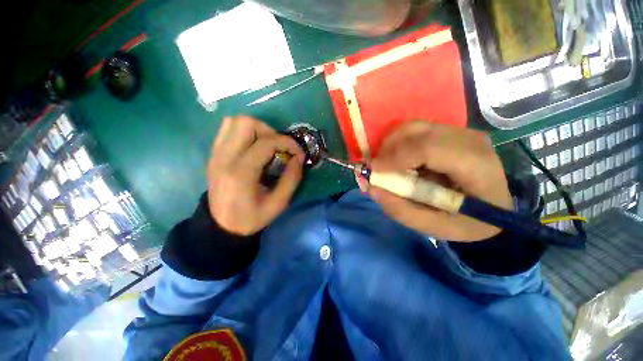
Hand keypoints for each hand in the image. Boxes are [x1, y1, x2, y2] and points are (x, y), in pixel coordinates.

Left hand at [208, 115, 304, 234]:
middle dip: (270, 131)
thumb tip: (299, 157)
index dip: (288, 143)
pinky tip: (254, 147)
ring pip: (235, 121)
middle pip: (246, 122)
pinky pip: (227, 129)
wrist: (221, 226)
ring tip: (267, 146)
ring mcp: (216, 154)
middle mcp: (224, 157)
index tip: (298, 153)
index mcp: (241, 173)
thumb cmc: (252, 218)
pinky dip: (244, 132)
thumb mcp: (278, 203)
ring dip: (256, 129)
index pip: (266, 142)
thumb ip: (292, 178)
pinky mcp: (214, 154)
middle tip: (279, 148)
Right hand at [364, 121, 512, 241]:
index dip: (395, 158)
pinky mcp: (450, 131)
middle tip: (376, 170)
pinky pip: (415, 130)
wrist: (493, 209)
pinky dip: (399, 143)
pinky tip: (399, 160)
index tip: (373, 171)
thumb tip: (371, 187)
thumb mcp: (434, 227)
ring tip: (386, 165)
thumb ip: (401, 210)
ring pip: (412, 127)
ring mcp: (460, 131)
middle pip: (416, 131)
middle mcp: (468, 140)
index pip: (427, 149)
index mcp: (474, 165)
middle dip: (387, 150)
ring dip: (391, 145)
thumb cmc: (468, 222)